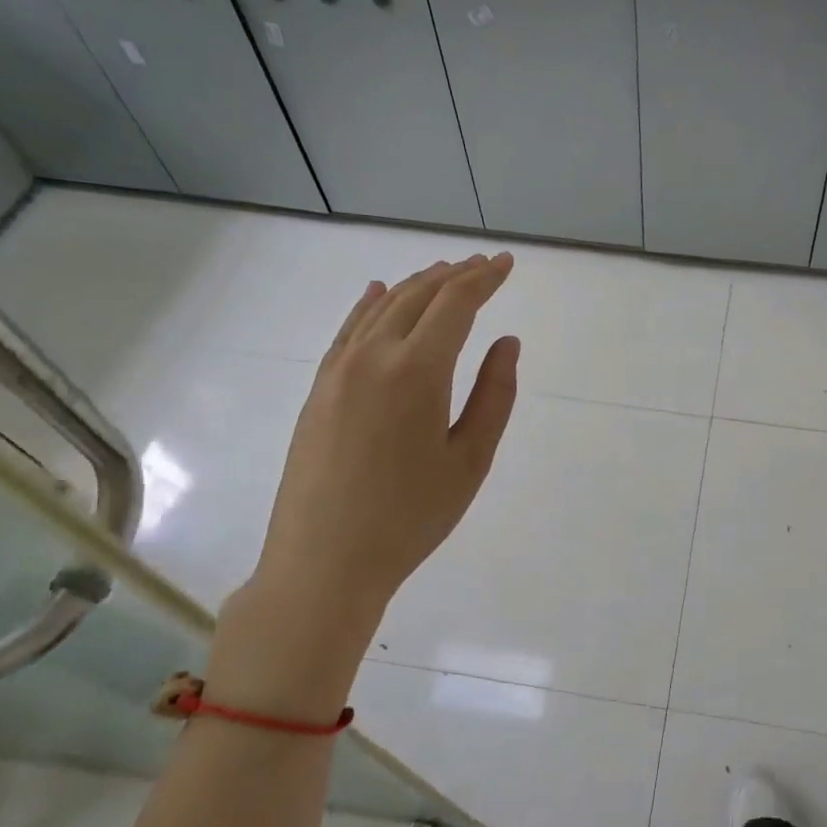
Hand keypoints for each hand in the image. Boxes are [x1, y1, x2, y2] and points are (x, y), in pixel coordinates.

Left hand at [205, 254, 519, 718]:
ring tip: (444, 272)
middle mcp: (373, 357)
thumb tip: (506, 342)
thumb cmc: (411, 517)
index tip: (507, 264)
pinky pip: (348, 331)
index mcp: (417, 371)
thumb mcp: (470, 460)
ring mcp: (338, 371)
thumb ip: (494, 395)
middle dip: (455, 276)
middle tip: (484, 265)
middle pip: (417, 297)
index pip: (455, 305)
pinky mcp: (319, 390)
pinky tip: (378, 294)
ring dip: (416, 286)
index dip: (484, 279)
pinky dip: (369, 306)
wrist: (324, 561)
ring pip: (380, 308)